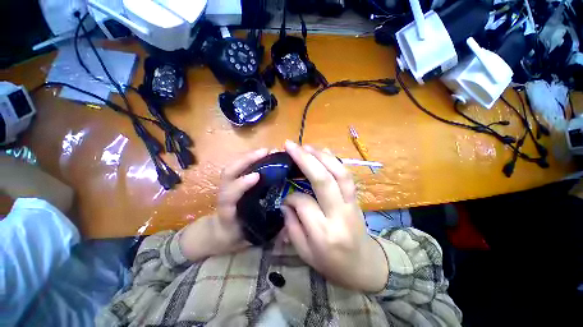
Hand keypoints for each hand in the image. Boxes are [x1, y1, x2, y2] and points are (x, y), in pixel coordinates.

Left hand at [180, 148, 267, 260]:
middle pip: (228, 173)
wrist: (219, 232)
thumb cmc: (235, 236)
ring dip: (249, 156)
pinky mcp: (231, 182)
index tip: (256, 176)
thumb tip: (289, 225)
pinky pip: (238, 167)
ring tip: (267, 151)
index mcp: (227, 213)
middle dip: (246, 160)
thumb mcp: (250, 239)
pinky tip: (263, 156)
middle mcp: (224, 196)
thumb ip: (267, 234)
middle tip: (267, 153)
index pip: (228, 197)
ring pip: (233, 167)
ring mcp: (227, 186)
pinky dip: (249, 159)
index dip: (240, 185)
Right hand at [281, 141, 387, 291]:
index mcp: (323, 233)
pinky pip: (346, 175)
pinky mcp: (356, 199)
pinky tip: (324, 152)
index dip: (291, 196)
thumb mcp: (305, 253)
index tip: (285, 196)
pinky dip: (334, 160)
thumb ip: (292, 226)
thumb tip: (286, 201)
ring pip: (338, 173)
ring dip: (321, 156)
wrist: (365, 266)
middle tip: (291, 146)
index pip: (304, 203)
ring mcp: (352, 204)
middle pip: (323, 180)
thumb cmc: (332, 264)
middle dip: (305, 159)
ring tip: (306, 146)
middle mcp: (339, 215)